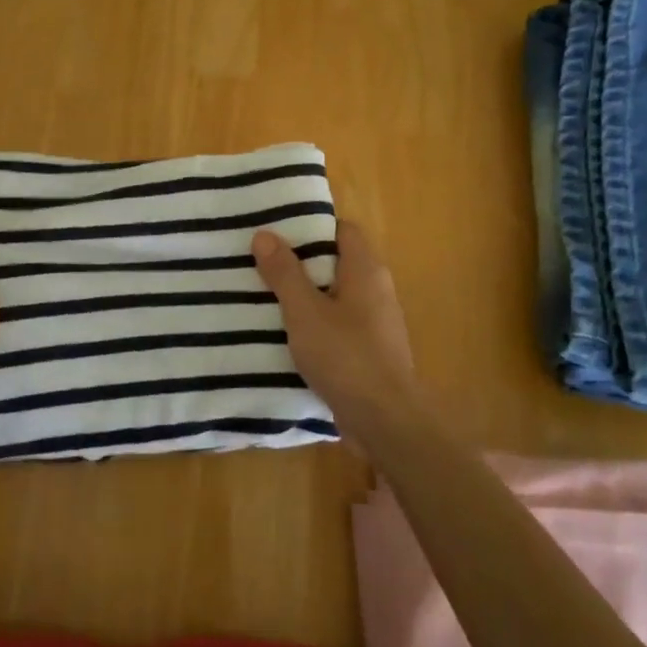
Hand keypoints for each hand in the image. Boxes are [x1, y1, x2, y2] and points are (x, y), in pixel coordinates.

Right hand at [252, 219, 415, 432]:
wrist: (385, 419)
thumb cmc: (345, 356)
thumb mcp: (304, 311)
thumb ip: (284, 273)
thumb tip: (265, 234)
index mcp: (366, 270)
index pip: (342, 229)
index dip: (311, 227)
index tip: (277, 233)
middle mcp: (376, 289)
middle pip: (337, 262)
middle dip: (301, 263)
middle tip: (261, 264)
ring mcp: (376, 322)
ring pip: (336, 296)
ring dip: (306, 297)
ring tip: (265, 298)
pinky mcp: (370, 351)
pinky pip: (339, 325)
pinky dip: (316, 324)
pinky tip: (287, 335)